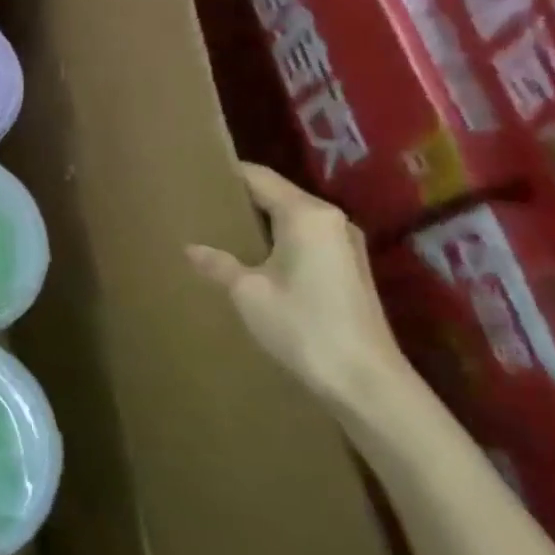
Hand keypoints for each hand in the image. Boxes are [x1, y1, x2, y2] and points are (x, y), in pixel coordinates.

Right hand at [186, 164, 411, 422]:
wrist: (364, 380)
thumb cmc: (303, 326)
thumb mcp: (248, 293)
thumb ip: (218, 264)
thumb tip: (191, 248)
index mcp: (307, 215)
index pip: (259, 178)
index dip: (227, 174)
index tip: (195, 175)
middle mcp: (331, 220)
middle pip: (278, 195)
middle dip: (241, 198)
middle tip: (201, 203)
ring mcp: (345, 244)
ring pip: (292, 218)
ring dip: (260, 221)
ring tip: (220, 229)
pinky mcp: (349, 268)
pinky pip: (305, 239)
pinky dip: (277, 239)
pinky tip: (253, 257)